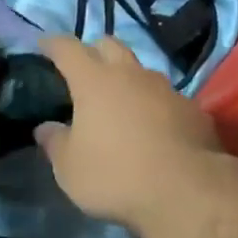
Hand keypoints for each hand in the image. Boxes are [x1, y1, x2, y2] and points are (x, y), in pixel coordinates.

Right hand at [33, 36, 225, 230]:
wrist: (187, 192)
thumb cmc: (116, 176)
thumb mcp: (70, 168)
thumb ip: (55, 142)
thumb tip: (45, 128)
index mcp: (94, 81)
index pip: (68, 49)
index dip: (53, 44)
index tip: (44, 44)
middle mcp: (131, 75)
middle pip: (110, 45)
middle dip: (94, 50)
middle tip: (84, 69)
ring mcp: (166, 89)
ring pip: (141, 71)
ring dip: (128, 79)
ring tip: (120, 102)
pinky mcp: (193, 109)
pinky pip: (167, 98)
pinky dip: (154, 106)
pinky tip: (153, 128)